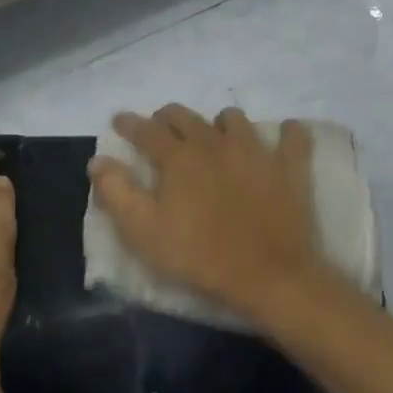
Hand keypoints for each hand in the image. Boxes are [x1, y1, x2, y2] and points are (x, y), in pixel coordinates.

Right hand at [88, 105, 326, 319]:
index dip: (129, 123)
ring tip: (215, 138)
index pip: (146, 130)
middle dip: (167, 118)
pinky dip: (287, 133)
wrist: (268, 276)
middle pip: (186, 116)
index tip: (119, 121)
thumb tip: (98, 160)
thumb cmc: (198, 256)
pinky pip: (294, 136)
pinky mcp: (289, 167)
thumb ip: (116, 192)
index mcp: (178, 157)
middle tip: (161, 130)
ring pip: (234, 119)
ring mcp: (256, 150)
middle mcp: (215, 142)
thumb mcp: (143, 231)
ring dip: (219, 124)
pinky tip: (282, 137)